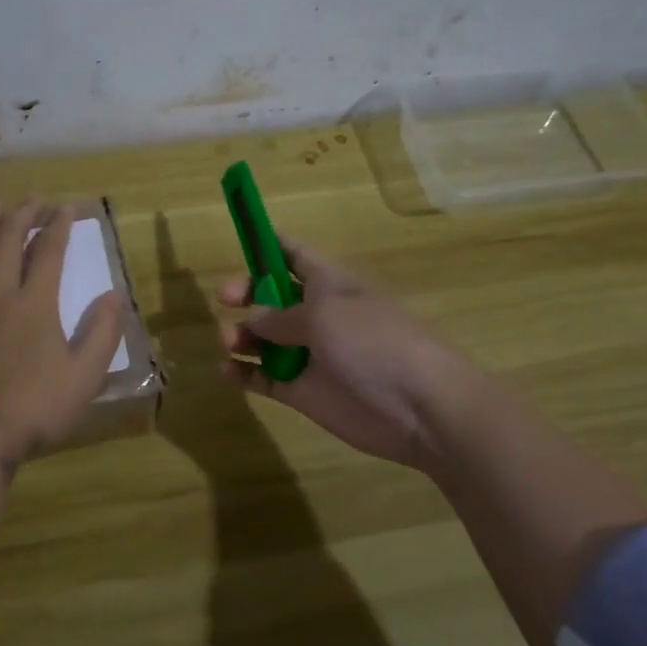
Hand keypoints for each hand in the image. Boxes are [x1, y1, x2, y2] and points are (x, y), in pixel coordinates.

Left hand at [0, 199, 125, 464]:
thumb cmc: (34, 408)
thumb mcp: (84, 376)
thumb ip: (102, 333)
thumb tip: (115, 295)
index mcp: (35, 304)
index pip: (49, 253)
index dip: (59, 227)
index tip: (65, 208)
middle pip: (8, 243)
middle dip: (21, 216)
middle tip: (31, 199)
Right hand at [220, 241, 483, 470]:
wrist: (421, 407)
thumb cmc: (375, 342)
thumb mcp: (324, 315)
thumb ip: (280, 316)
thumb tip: (252, 320)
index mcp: (328, 284)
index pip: (295, 254)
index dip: (268, 244)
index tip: (240, 238)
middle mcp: (317, 315)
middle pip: (271, 296)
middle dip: (246, 292)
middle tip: (225, 298)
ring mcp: (309, 355)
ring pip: (263, 338)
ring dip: (240, 335)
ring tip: (229, 342)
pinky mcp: (304, 392)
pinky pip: (265, 378)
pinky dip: (244, 373)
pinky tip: (227, 371)